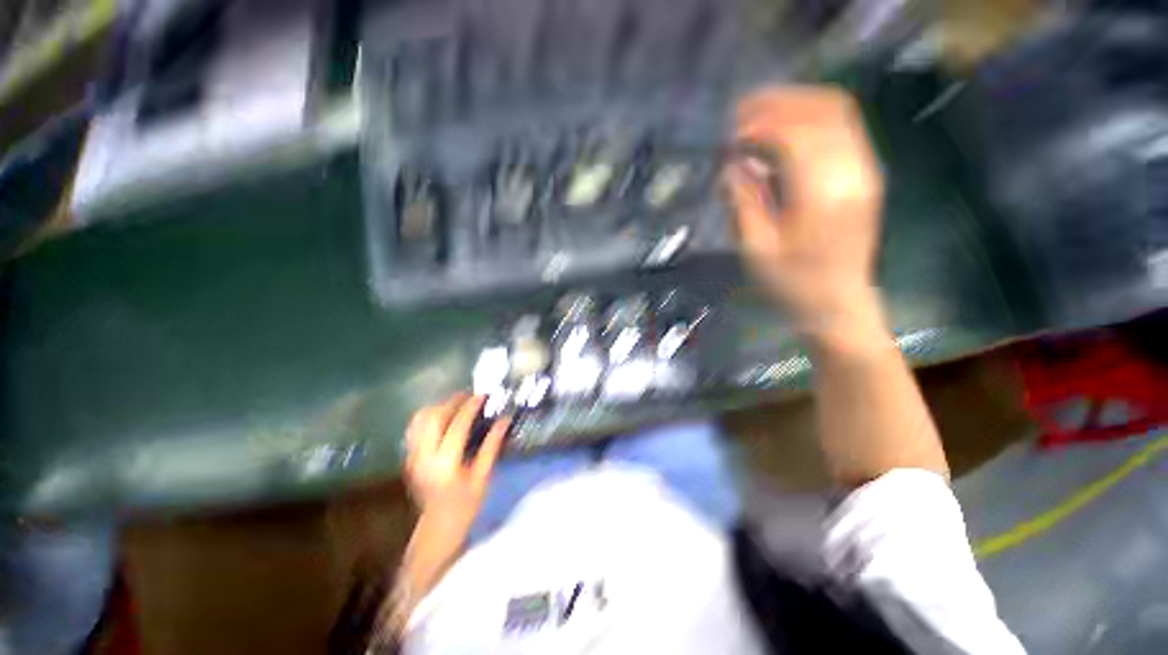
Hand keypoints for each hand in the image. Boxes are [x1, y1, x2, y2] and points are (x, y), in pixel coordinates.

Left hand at [405, 393, 508, 548]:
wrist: (438, 528)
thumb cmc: (466, 505)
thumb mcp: (483, 476)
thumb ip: (492, 446)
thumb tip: (504, 420)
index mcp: (445, 464)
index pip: (456, 426)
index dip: (470, 407)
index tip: (482, 395)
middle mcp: (424, 457)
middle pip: (434, 418)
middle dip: (452, 401)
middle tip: (470, 396)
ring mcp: (413, 457)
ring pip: (420, 420)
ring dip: (439, 406)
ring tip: (458, 403)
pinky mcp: (409, 457)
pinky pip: (415, 428)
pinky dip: (428, 416)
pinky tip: (442, 416)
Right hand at [725, 86, 884, 334]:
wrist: (837, 304)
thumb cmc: (791, 283)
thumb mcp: (755, 249)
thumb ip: (742, 201)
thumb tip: (731, 165)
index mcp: (822, 193)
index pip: (792, 136)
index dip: (756, 128)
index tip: (727, 138)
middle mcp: (852, 170)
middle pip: (820, 110)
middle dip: (776, 104)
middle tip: (739, 115)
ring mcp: (865, 168)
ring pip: (836, 111)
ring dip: (795, 104)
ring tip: (758, 115)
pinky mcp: (866, 173)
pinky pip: (843, 127)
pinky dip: (811, 118)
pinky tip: (784, 131)